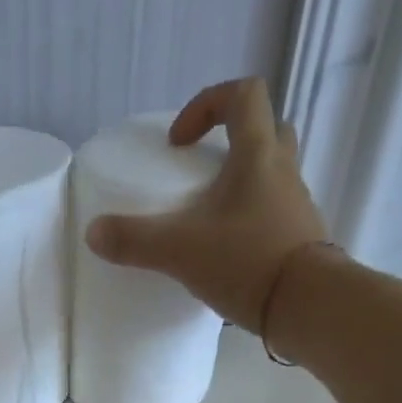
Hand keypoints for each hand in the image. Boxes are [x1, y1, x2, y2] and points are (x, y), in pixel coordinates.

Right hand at [84, 76, 329, 332]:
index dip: (207, 104)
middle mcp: (284, 171)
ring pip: (272, 175)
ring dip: (242, 184)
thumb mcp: (181, 250)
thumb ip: (135, 240)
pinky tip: (227, 254)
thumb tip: (93, 233)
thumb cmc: (247, 262)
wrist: (308, 307)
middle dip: (231, 142)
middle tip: (200, 173)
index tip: (180, 142)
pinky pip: (274, 215)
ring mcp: (297, 207)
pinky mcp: (300, 241)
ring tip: (209, 219)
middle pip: (266, 130)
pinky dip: (251, 222)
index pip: (243, 95)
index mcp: (258, 155)